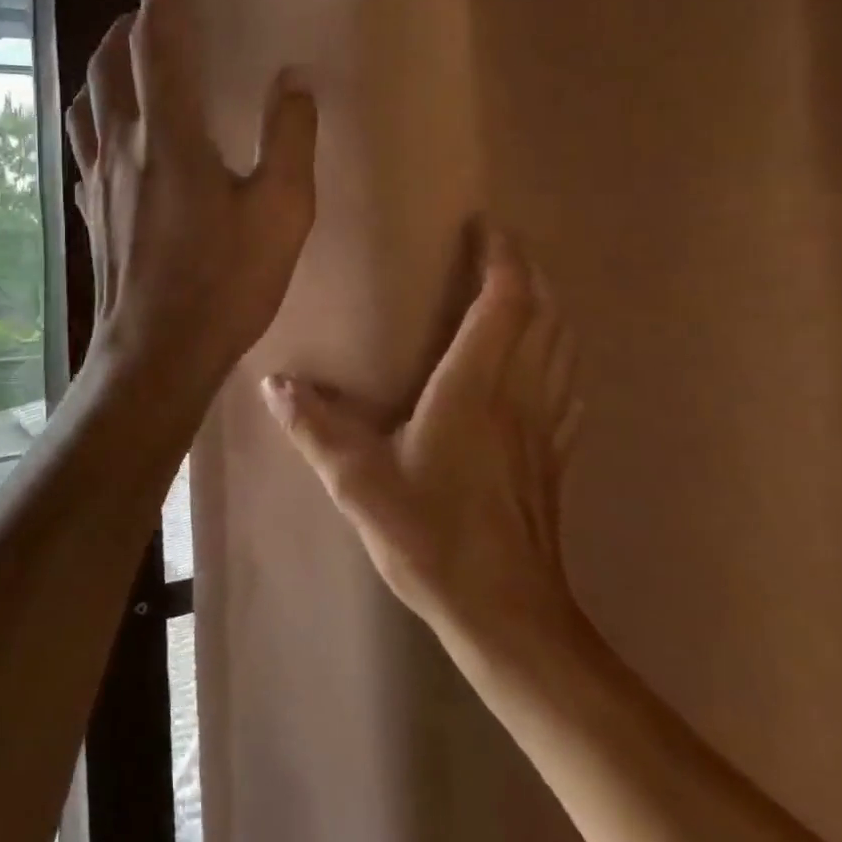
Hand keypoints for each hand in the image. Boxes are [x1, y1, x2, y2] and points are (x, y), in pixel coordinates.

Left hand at [68, 0, 317, 400]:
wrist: (156, 355)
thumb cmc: (225, 286)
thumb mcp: (281, 213)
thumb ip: (289, 139)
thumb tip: (294, 80)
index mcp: (169, 136)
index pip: (156, 43)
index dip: (165, 0)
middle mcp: (122, 145)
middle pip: (108, 61)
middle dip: (128, 24)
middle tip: (155, 11)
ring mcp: (97, 180)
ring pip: (86, 100)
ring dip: (103, 66)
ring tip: (127, 59)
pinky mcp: (90, 211)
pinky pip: (83, 145)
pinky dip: (95, 118)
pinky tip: (112, 135)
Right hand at [261, 231, 584, 653]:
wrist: (506, 615)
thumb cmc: (432, 539)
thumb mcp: (360, 483)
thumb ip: (316, 429)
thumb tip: (273, 383)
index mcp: (476, 387)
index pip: (504, 301)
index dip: (500, 256)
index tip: (485, 226)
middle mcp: (520, 394)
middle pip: (543, 312)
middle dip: (527, 270)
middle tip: (501, 248)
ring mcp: (546, 426)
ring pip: (563, 345)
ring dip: (549, 306)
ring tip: (525, 290)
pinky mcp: (557, 456)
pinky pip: (568, 386)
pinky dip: (561, 355)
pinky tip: (549, 363)